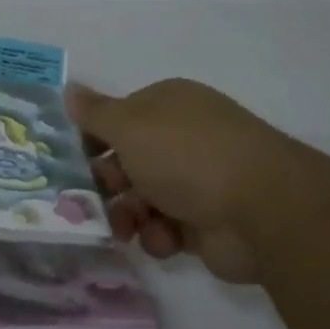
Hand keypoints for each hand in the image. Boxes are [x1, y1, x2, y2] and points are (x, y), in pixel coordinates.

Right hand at [69, 78, 302, 283]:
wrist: (260, 210)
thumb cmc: (186, 155)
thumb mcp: (129, 126)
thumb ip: (95, 113)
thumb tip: (69, 89)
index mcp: (168, 105)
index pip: (118, 117)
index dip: (94, 139)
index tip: (75, 161)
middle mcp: (183, 138)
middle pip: (128, 161)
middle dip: (107, 183)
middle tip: (93, 199)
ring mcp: (198, 180)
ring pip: (143, 198)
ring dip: (128, 215)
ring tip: (126, 228)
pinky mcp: (207, 221)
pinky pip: (167, 228)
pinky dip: (159, 236)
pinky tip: (164, 240)